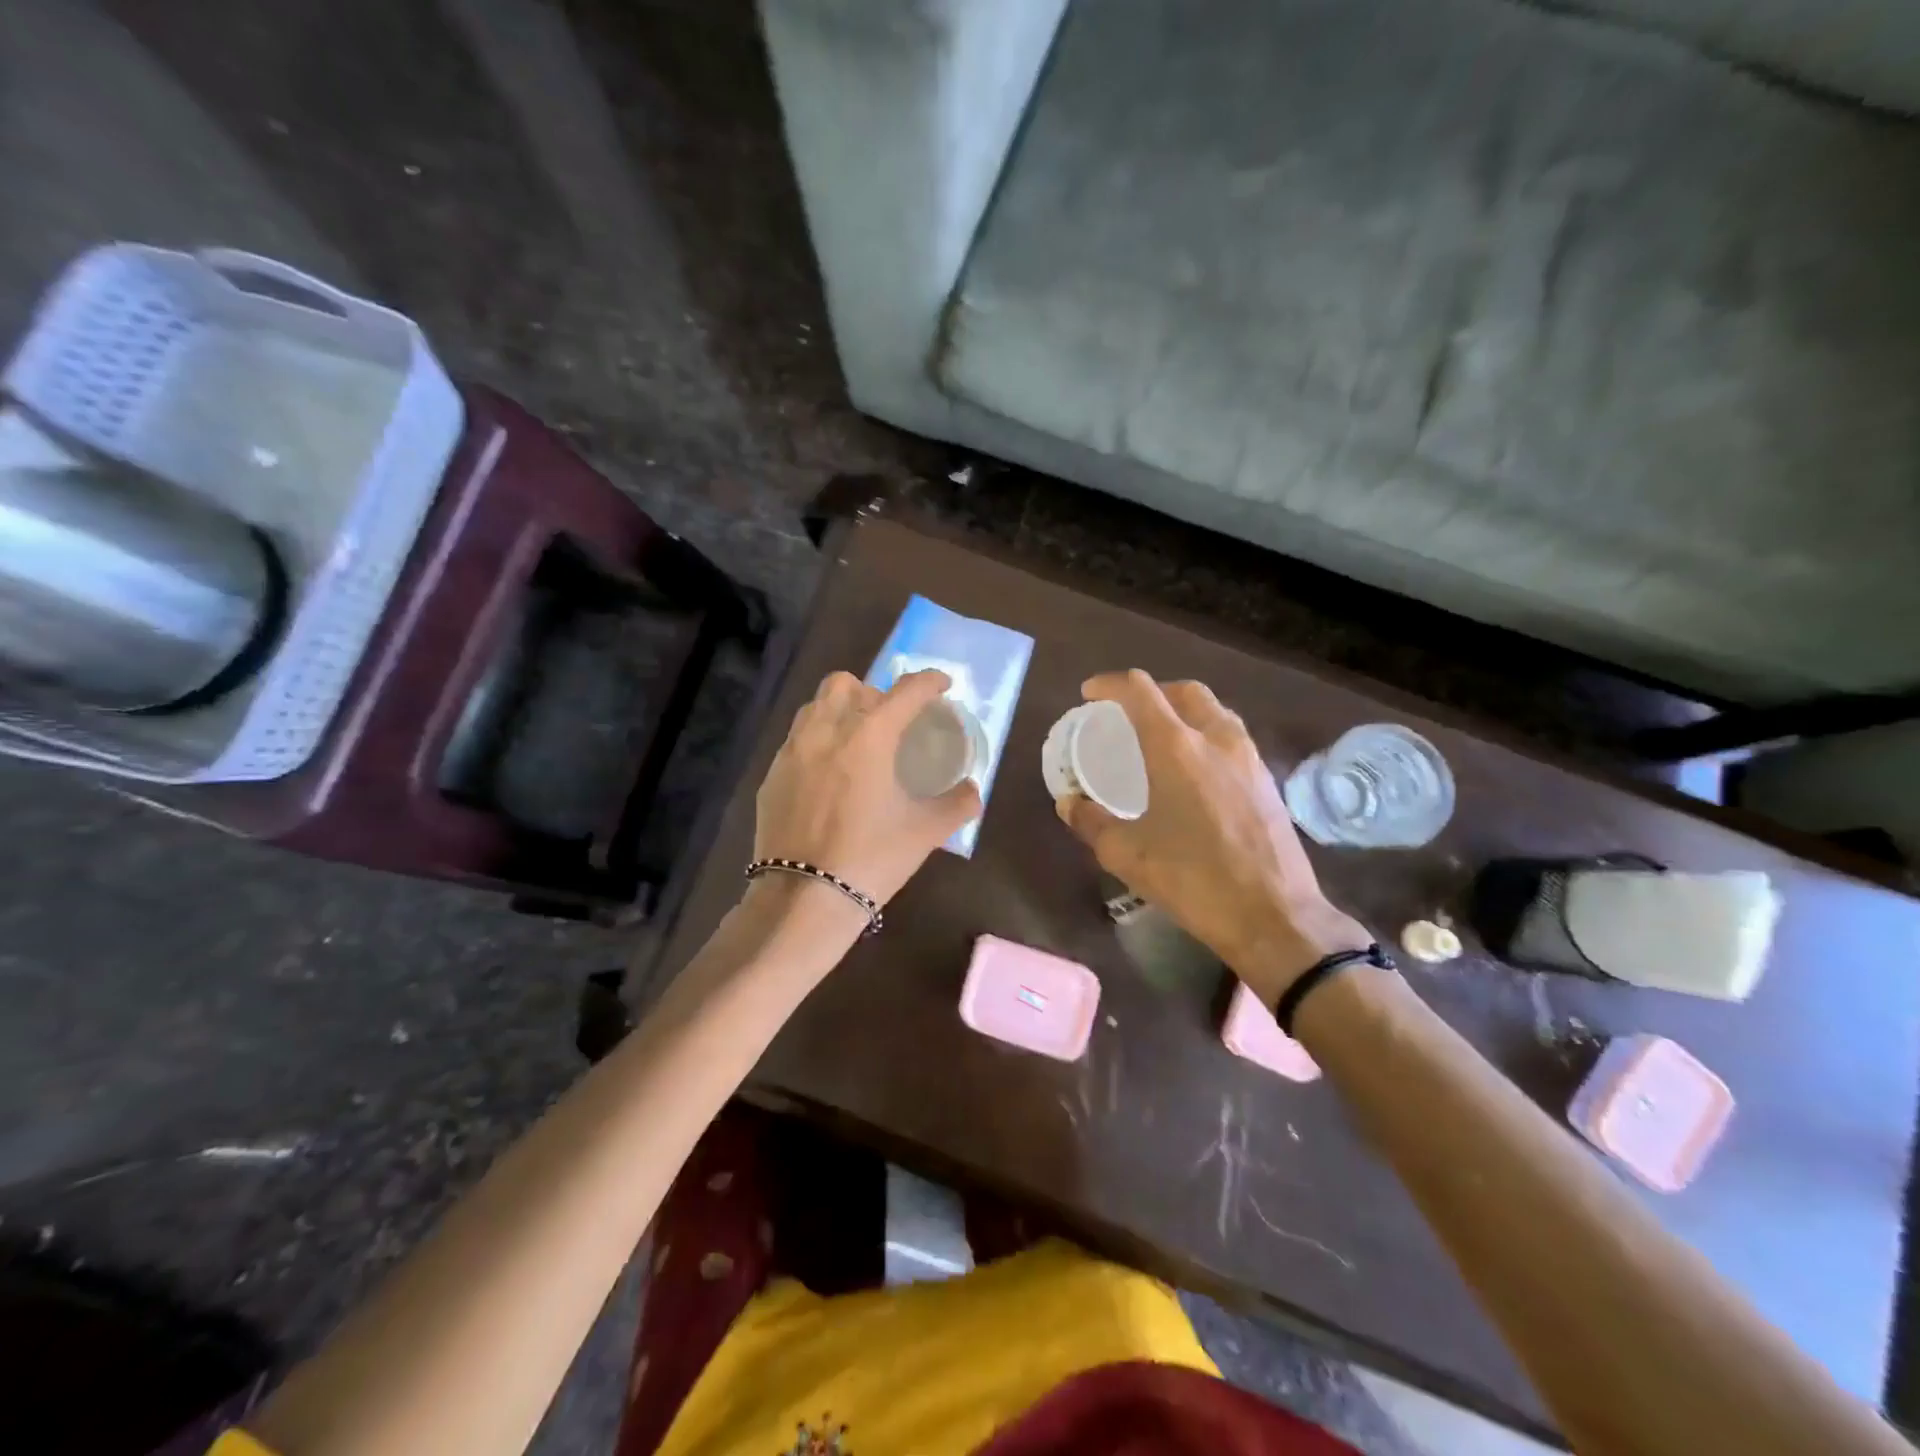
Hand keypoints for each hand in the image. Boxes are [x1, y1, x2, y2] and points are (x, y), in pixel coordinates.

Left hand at [753, 669, 982, 908]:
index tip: (942, 685)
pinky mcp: (771, 776)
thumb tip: (973, 790)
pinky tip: (828, 776)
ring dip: (839, 711)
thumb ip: (957, 805)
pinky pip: (796, 741)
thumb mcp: (925, 833)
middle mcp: (826, 732)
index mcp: (869, 737)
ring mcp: (792, 752)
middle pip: (846, 684)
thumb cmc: (871, 859)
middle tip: (890, 722)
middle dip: (872, 692)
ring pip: (815, 707)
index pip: (905, 691)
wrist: (803, 898)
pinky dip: (817, 742)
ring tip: (856, 741)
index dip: (928, 681)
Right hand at [1056, 671, 1368, 1003]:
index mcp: (1177, 748)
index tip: (1089, 694)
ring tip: (1161, 735)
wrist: (1274, 916)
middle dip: (1152, 692)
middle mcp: (1217, 739)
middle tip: (1127, 712)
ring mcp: (1249, 757)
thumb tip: (1069, 804)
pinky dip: (1206, 734)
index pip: (1140, 691)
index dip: (1110, 684)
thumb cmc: (1194, 881)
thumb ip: (1091, 822)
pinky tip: (1195, 768)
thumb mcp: (1127, 855)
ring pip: (1214, 711)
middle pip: (1184, 691)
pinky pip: (1232, 737)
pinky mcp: (1267, 780)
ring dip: (1183, 710)